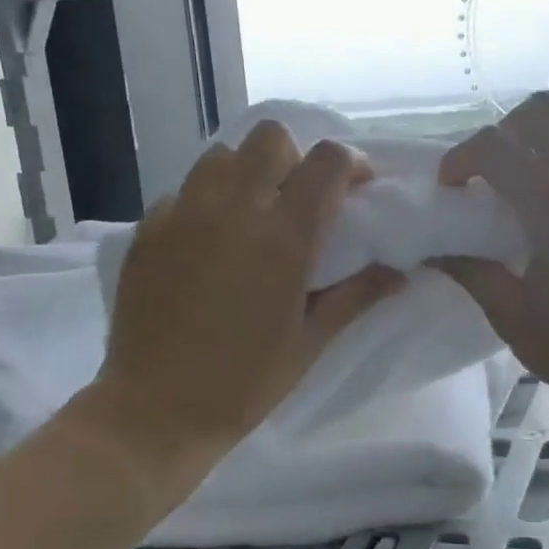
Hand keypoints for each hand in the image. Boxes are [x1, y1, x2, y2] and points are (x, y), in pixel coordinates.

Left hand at [94, 121, 404, 471]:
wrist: (156, 411)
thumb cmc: (244, 384)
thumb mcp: (309, 343)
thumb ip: (356, 296)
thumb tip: (400, 273)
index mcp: (283, 239)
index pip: (328, 162)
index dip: (351, 164)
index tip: (356, 189)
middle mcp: (232, 210)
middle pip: (271, 138)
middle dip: (296, 159)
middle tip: (299, 202)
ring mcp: (182, 215)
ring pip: (221, 157)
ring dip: (247, 174)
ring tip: (251, 217)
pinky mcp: (147, 230)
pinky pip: (183, 192)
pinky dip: (205, 204)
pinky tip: (207, 247)